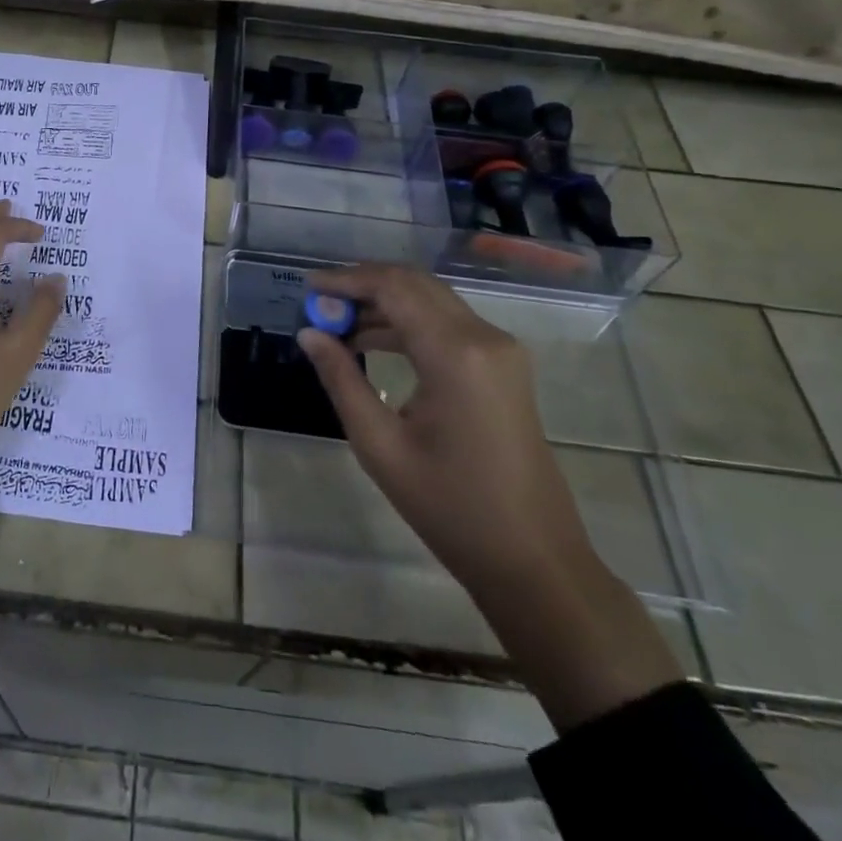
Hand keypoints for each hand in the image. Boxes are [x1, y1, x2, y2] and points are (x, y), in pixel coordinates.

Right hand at [296, 263, 590, 586]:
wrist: (534, 560)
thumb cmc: (451, 508)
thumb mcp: (380, 445)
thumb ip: (341, 379)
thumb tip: (308, 334)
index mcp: (456, 353)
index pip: (393, 288)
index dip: (347, 280)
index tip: (308, 287)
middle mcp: (484, 337)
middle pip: (414, 284)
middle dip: (364, 285)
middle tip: (320, 302)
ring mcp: (500, 350)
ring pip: (431, 300)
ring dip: (384, 303)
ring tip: (336, 324)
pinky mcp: (503, 366)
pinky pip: (447, 324)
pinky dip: (407, 323)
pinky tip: (372, 343)